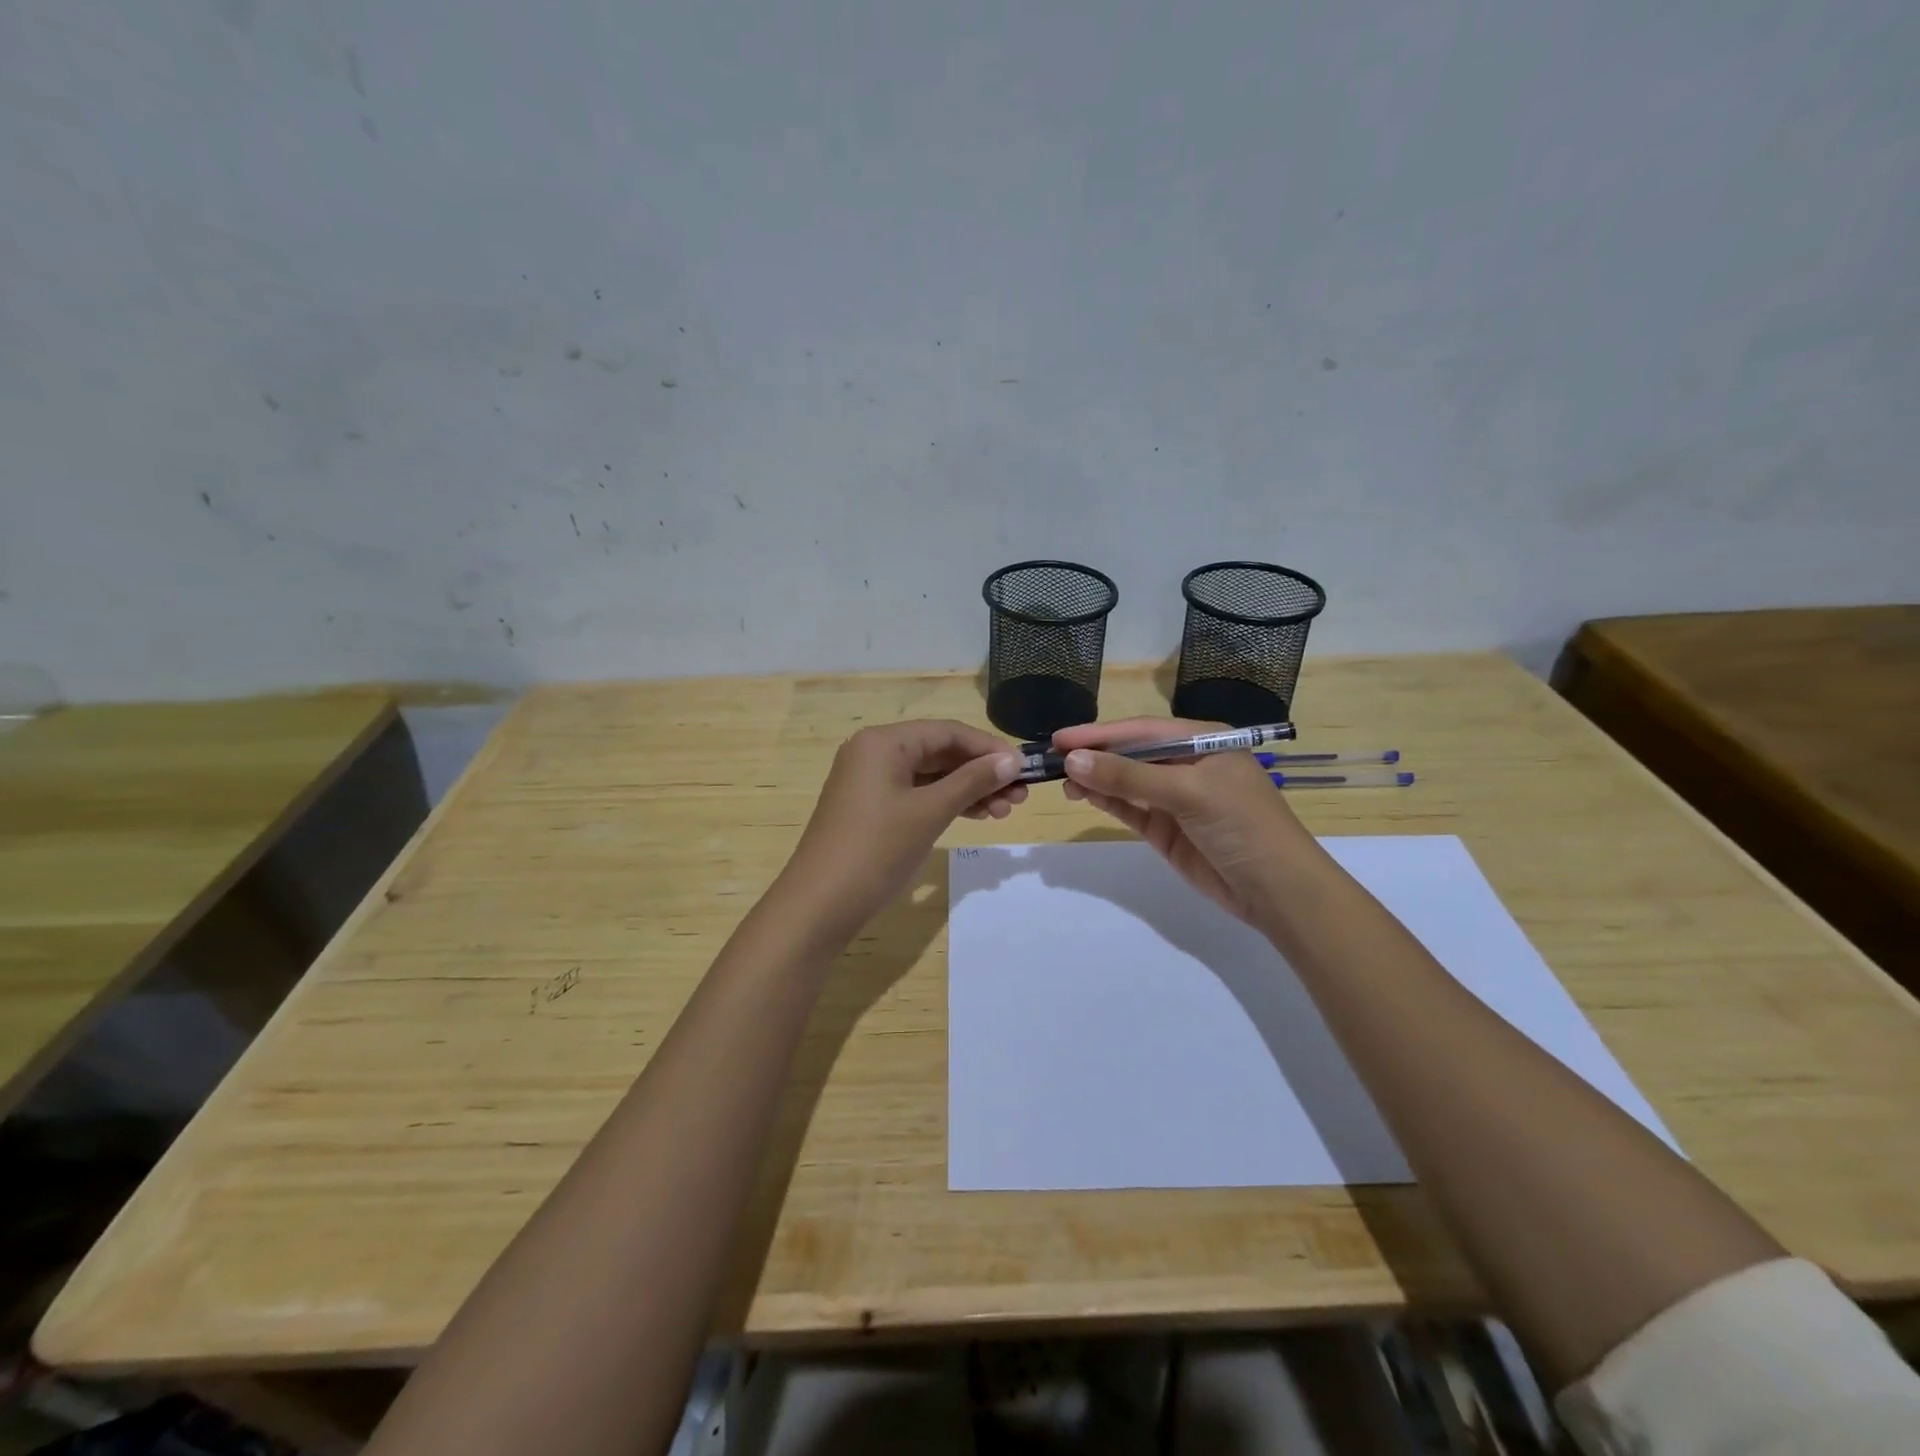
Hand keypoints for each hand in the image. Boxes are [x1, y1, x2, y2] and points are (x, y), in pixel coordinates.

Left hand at [779, 720, 1025, 937]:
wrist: (820, 904)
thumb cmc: (877, 850)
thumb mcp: (930, 812)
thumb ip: (972, 782)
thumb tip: (1012, 760)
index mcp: (884, 742)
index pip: (948, 732)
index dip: (989, 749)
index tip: (1024, 769)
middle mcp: (874, 752)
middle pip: (939, 752)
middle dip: (981, 772)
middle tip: (1019, 797)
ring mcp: (869, 781)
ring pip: (930, 776)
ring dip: (967, 790)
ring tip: (1004, 812)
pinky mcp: (869, 808)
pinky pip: (916, 794)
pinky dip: (945, 803)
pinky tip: (975, 816)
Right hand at [1055, 717, 1305, 922]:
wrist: (1276, 890)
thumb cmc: (1242, 825)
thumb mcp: (1188, 792)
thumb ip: (1129, 776)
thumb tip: (1073, 761)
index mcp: (1203, 741)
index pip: (1142, 730)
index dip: (1101, 733)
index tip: (1060, 738)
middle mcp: (1187, 763)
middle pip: (1131, 753)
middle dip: (1095, 755)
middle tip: (1053, 760)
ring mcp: (1176, 798)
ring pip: (1127, 781)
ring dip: (1096, 779)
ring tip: (1063, 781)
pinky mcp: (1167, 829)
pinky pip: (1130, 808)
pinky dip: (1107, 801)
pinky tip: (1083, 795)